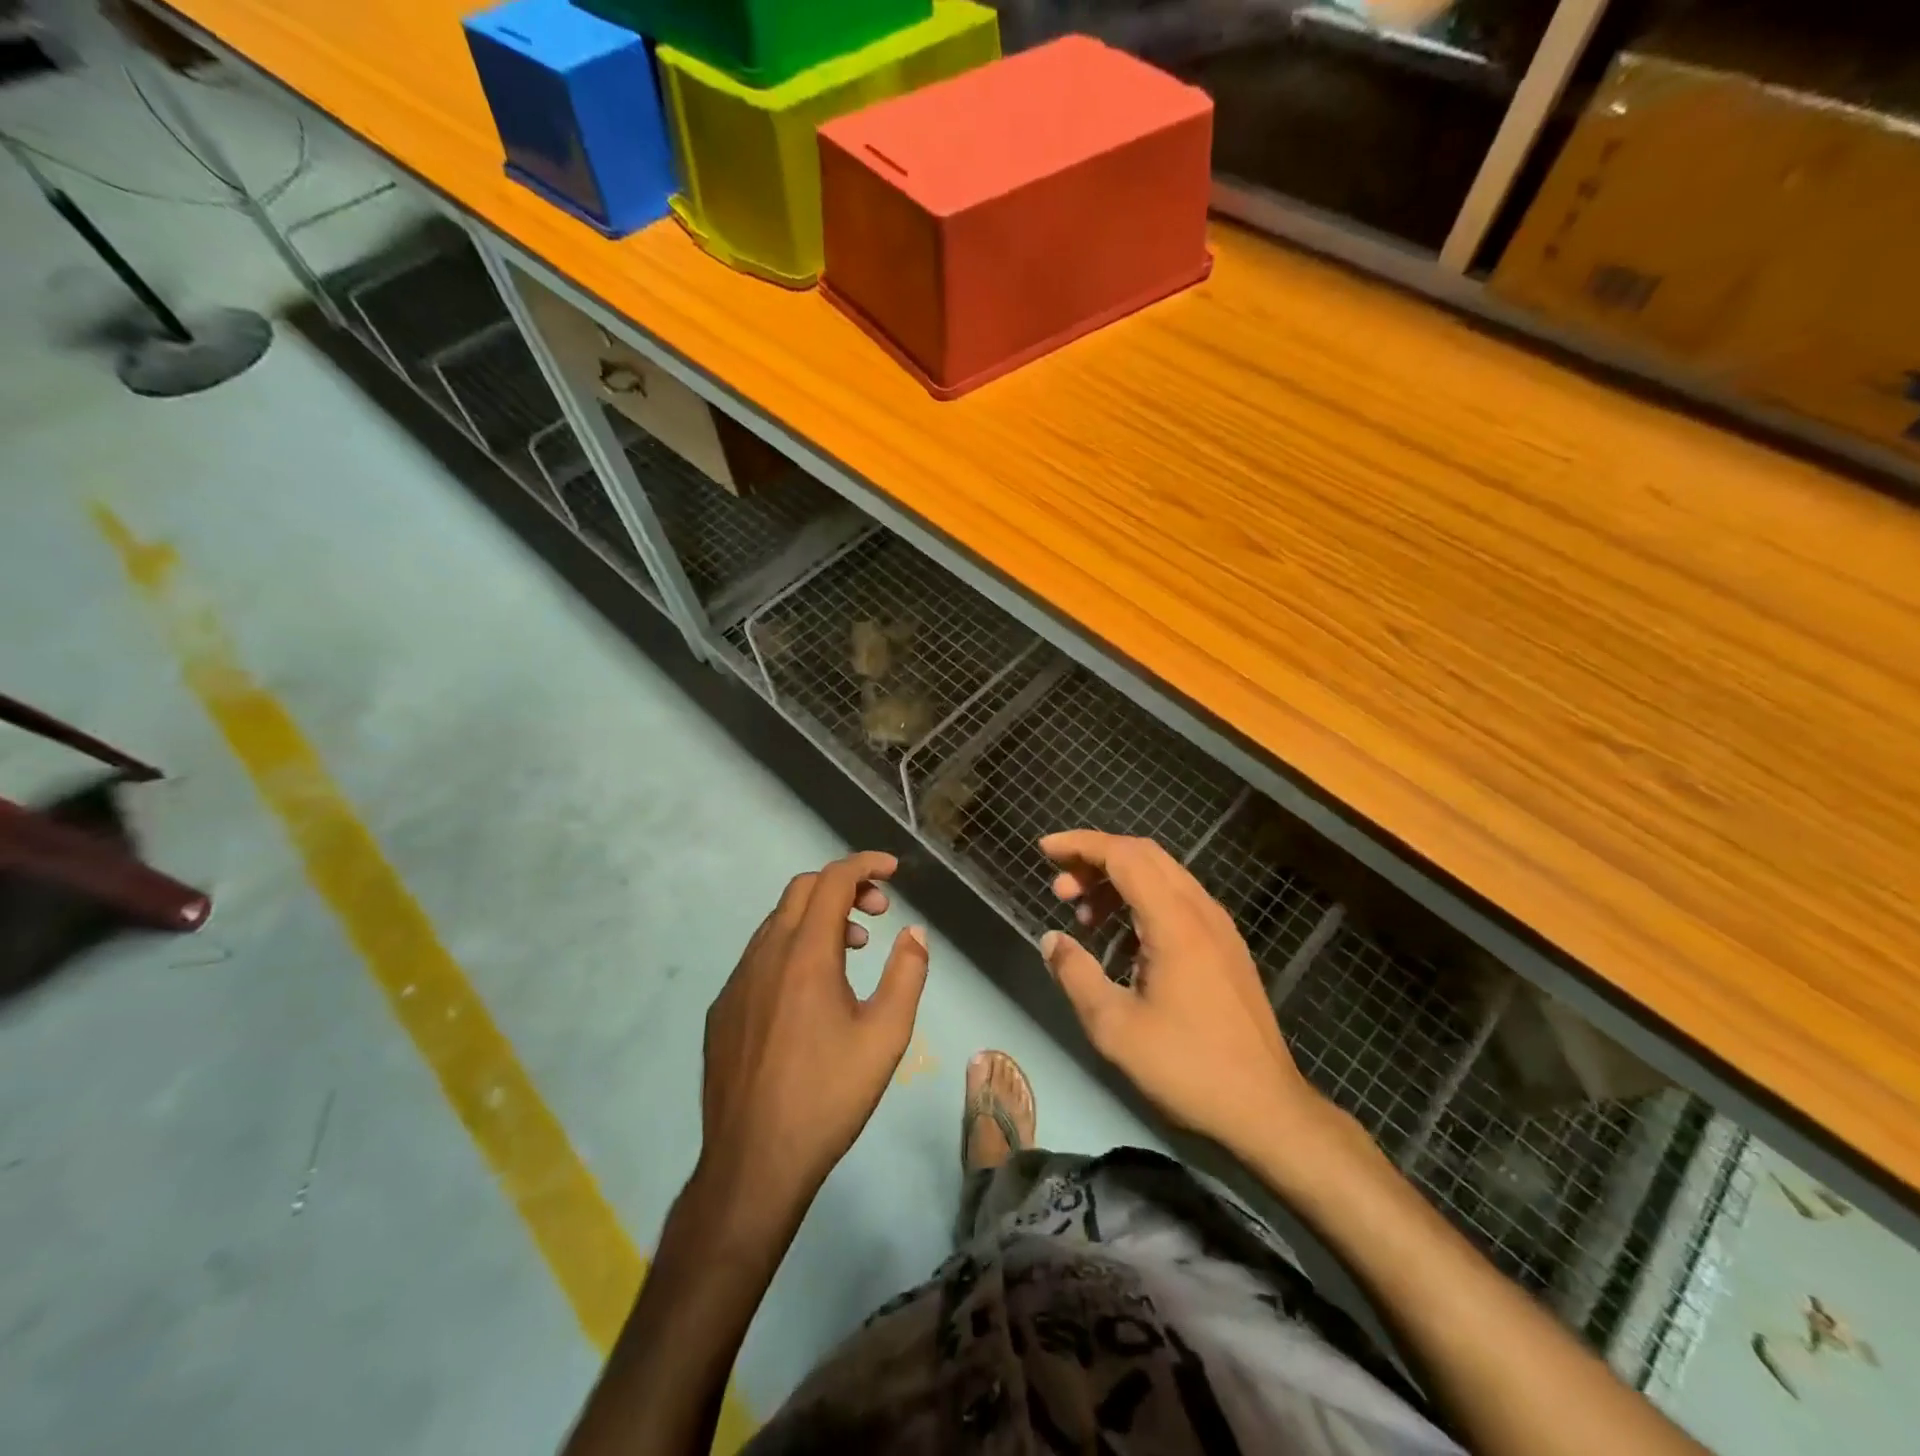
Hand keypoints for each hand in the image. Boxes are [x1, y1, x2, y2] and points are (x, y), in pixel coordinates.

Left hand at [697, 851, 929, 1226]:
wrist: (753, 1162)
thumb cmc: (829, 1096)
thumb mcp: (886, 1035)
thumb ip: (907, 974)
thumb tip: (914, 933)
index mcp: (806, 954)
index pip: (833, 880)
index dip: (865, 864)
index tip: (892, 870)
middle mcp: (765, 954)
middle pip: (801, 890)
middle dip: (843, 886)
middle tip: (878, 912)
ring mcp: (737, 981)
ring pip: (778, 922)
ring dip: (818, 918)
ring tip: (852, 951)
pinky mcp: (723, 1009)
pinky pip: (760, 956)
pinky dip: (792, 948)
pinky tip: (810, 993)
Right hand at [1039, 830, 1325, 1158]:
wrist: (1267, 1110)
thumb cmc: (1187, 1067)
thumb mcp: (1115, 1027)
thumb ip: (1076, 974)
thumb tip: (1052, 940)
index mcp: (1175, 922)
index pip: (1123, 856)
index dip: (1080, 845)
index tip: (1044, 849)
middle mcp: (1201, 911)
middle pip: (1144, 855)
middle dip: (1095, 859)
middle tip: (1059, 889)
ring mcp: (1219, 928)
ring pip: (1163, 877)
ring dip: (1118, 882)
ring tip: (1083, 918)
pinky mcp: (1226, 948)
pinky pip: (1177, 902)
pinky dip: (1141, 903)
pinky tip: (1121, 942)